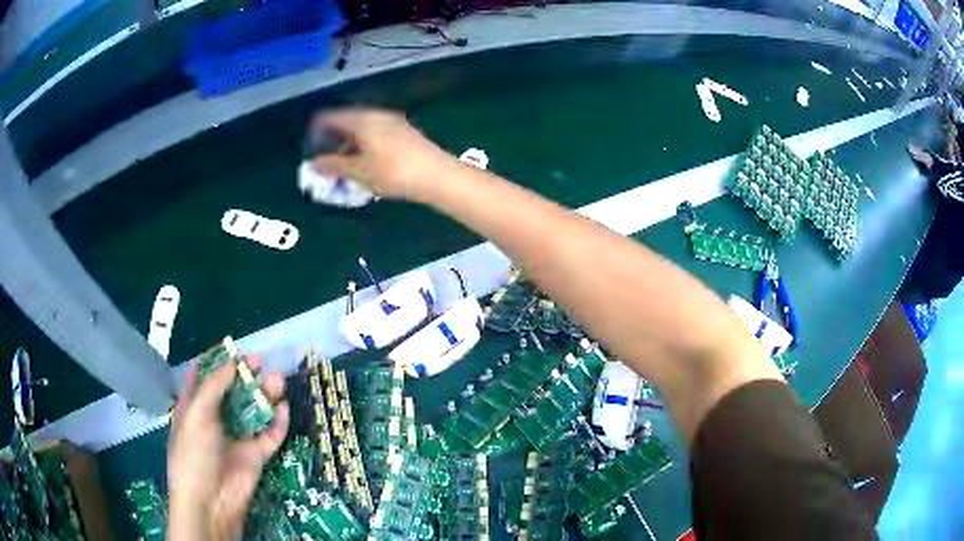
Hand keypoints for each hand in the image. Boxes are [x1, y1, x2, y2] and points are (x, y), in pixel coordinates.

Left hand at [167, 356, 289, 540]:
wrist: (210, 500)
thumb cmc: (194, 452)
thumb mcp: (197, 413)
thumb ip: (214, 386)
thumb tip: (234, 362)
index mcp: (195, 406)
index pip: (205, 375)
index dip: (218, 360)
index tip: (235, 346)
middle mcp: (216, 418)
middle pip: (233, 390)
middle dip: (246, 374)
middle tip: (261, 362)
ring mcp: (237, 436)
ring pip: (254, 410)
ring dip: (265, 394)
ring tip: (278, 380)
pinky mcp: (256, 454)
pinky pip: (270, 434)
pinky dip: (278, 421)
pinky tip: (283, 409)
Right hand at [309, 108, 456, 201]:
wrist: (438, 175)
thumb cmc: (393, 172)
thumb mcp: (359, 172)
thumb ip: (333, 166)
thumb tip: (313, 163)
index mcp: (362, 120)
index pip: (330, 117)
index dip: (316, 130)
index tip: (310, 147)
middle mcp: (377, 115)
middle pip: (347, 120)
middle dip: (334, 138)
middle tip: (327, 158)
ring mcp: (393, 121)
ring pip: (363, 127)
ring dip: (350, 142)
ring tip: (346, 163)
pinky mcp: (406, 132)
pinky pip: (377, 132)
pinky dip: (366, 144)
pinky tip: (368, 161)